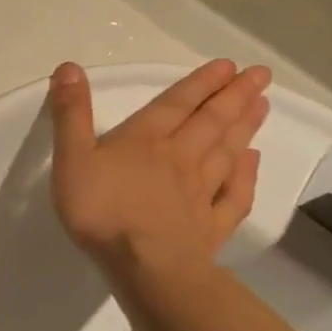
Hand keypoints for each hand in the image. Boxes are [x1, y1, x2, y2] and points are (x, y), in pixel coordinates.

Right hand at [48, 60, 269, 287]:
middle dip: (233, 97)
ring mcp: (200, 193)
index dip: (200, 83)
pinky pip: (234, 195)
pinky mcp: (210, 225)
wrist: (144, 265)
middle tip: (260, 76)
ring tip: (262, 105)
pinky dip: (246, 176)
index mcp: (145, 141)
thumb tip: (69, 67)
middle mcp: (180, 159)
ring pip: (227, 152)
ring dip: (244, 128)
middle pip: (210, 123)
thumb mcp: (72, 158)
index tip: (228, 65)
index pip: (176, 105)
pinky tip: (253, 162)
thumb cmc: (101, 210)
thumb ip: (70, 115)